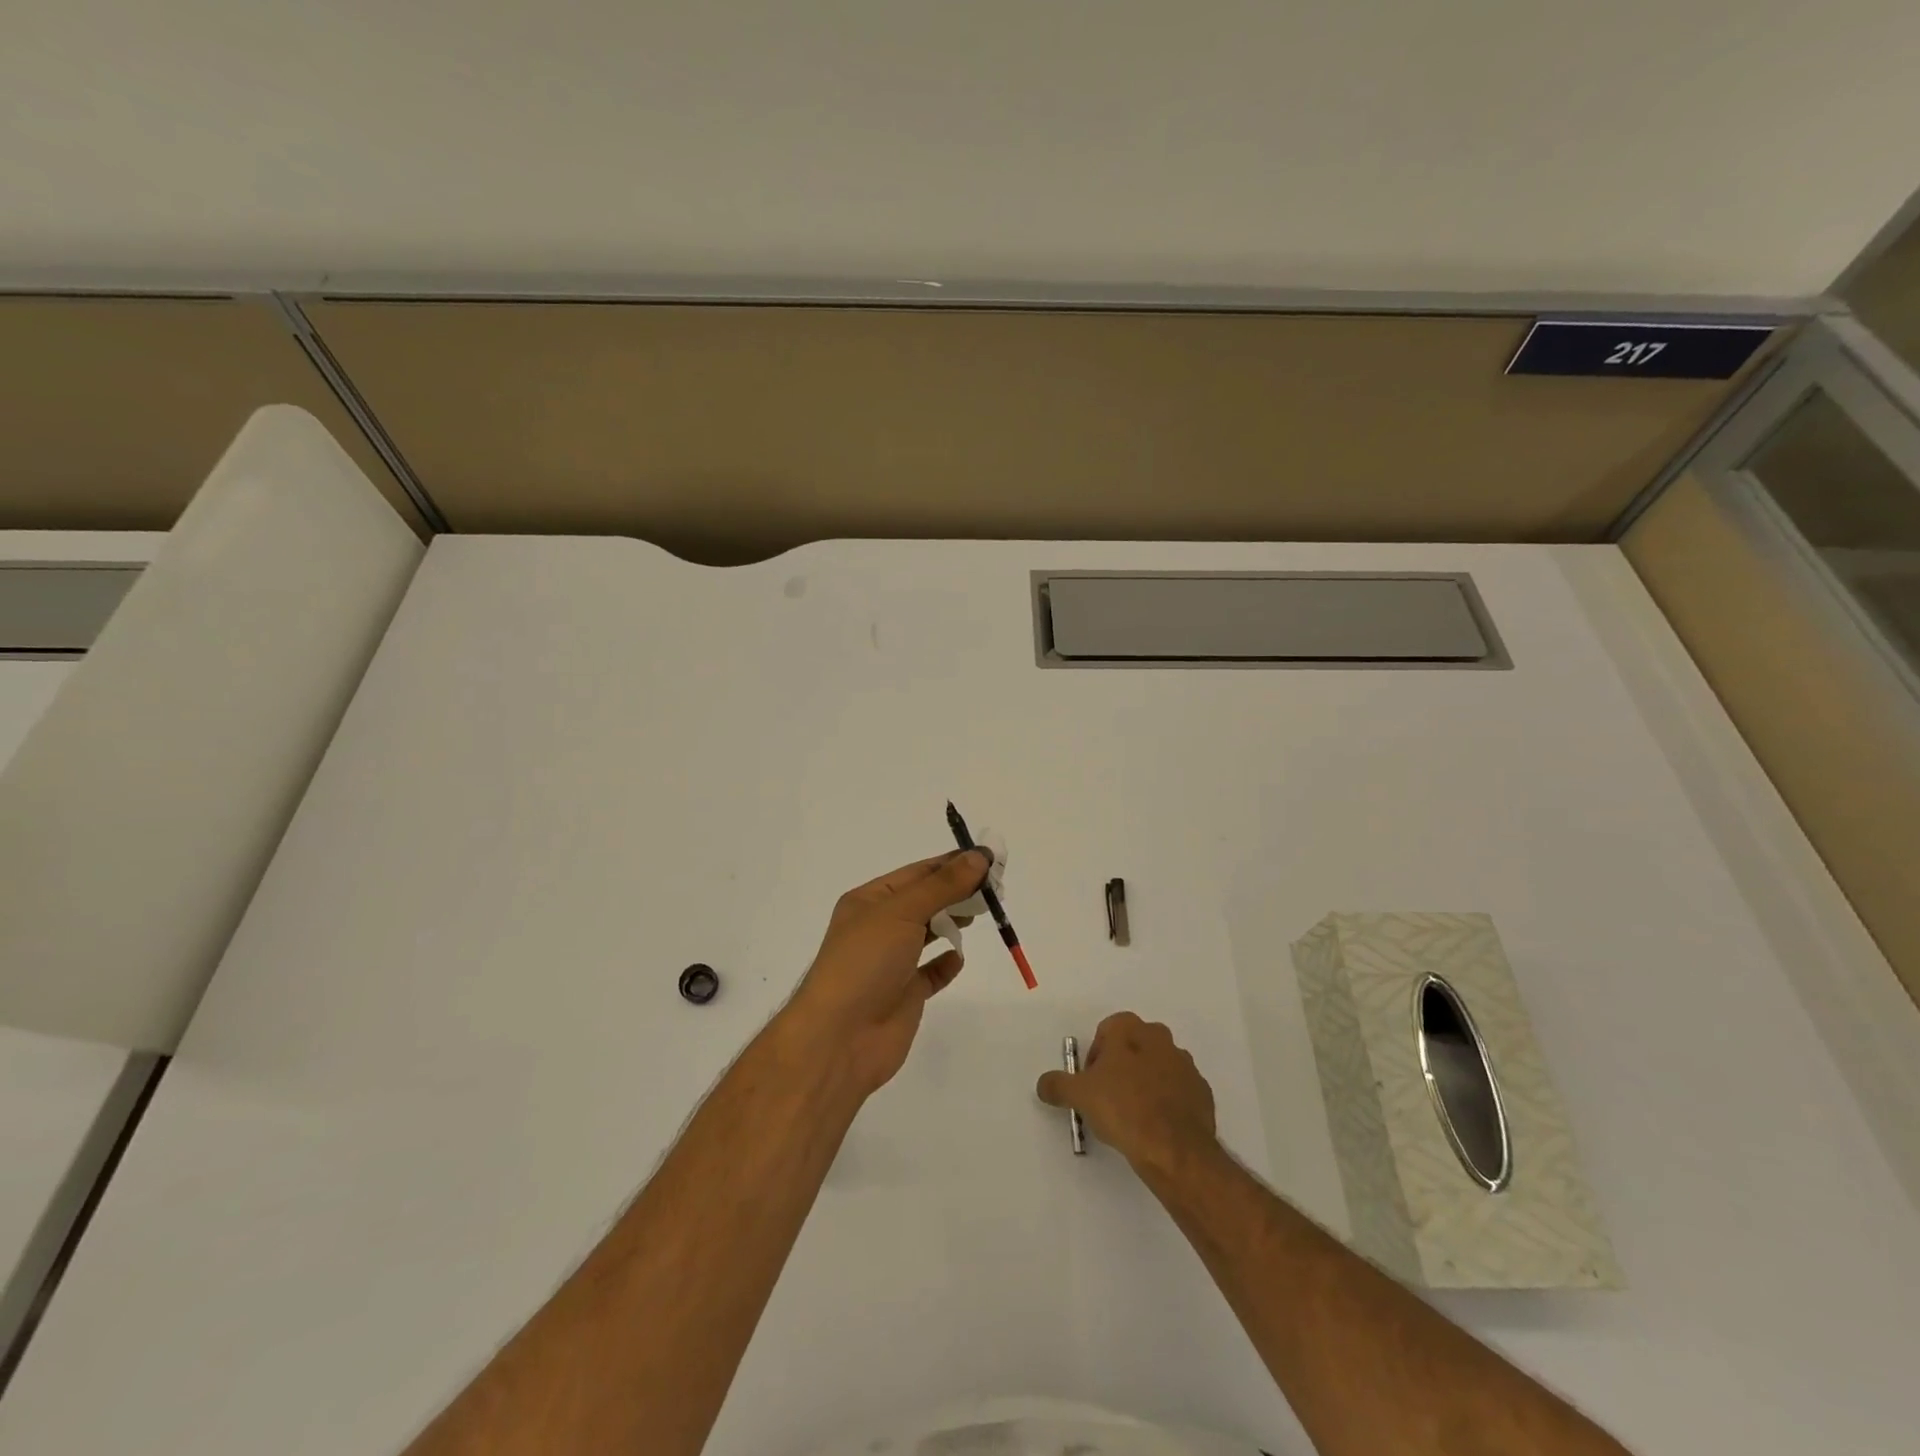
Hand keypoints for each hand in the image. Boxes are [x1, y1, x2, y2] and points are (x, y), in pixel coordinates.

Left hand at [782, 850, 991, 1096]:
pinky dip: (946, 963)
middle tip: (994, 888)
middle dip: (957, 891)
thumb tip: (979, 856)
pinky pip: (930, 973)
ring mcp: (891, 963)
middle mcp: (879, 927)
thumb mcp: (902, 912)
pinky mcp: (904, 995)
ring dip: (952, 921)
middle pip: (925, 900)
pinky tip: (958, 958)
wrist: (839, 1039)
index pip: (917, 873)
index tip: (989, 858)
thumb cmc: (865, 962)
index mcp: (869, 901)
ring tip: (981, 914)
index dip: (952, 864)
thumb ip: (943, 885)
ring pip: (928, 933)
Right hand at [1037, 1012, 1217, 1176]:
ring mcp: (1185, 1064)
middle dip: (1121, 1067)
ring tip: (1133, 1116)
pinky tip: (1155, 1126)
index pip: (1106, 1031)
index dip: (1095, 1057)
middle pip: (1133, 1046)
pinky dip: (1167, 1102)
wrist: (1174, 1148)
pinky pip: (1177, 1091)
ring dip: (1145, 1083)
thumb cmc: (1122, 1109)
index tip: (1091, 1083)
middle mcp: (1160, 1038)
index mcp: (1130, 1029)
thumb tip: (1044, 1084)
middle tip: (1109, 1098)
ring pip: (1157, 1067)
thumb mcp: (1079, 1095)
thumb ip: (1057, 1084)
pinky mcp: (1202, 1091)